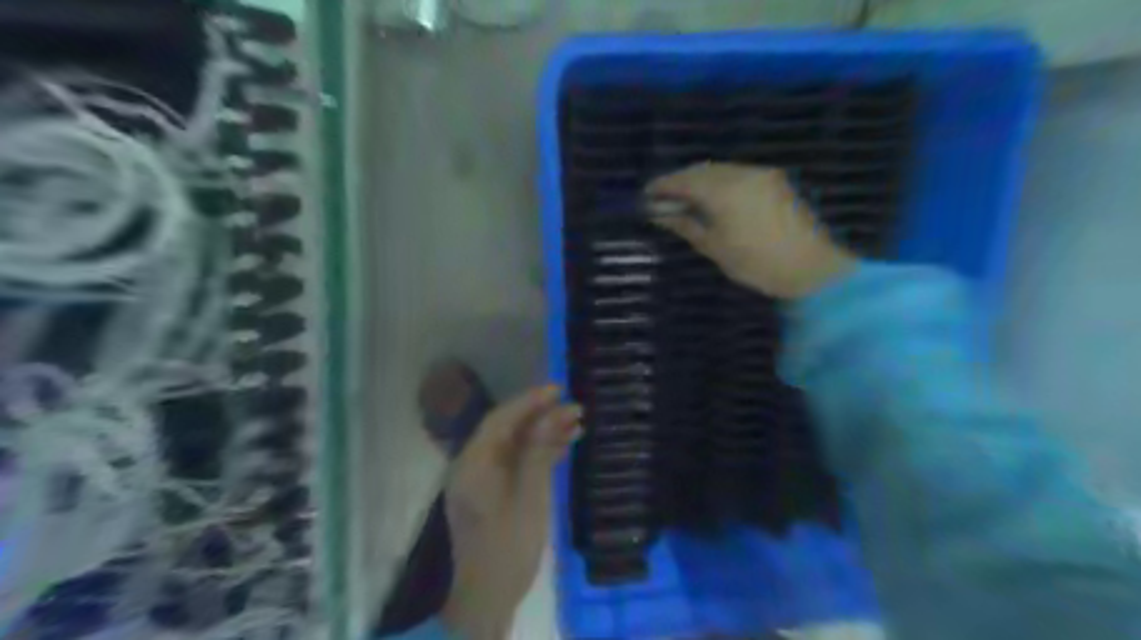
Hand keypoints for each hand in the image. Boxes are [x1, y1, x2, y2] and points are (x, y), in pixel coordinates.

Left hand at [438, 382, 579, 637]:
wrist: (488, 598)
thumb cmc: (508, 547)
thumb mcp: (529, 497)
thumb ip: (539, 452)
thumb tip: (553, 412)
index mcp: (473, 463)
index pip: (501, 419)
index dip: (529, 401)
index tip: (558, 389)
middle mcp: (473, 465)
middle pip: (507, 429)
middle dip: (540, 415)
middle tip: (575, 406)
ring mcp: (483, 479)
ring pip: (515, 445)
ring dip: (543, 433)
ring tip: (577, 422)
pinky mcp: (494, 491)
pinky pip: (516, 462)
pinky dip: (539, 452)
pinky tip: (565, 445)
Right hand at [646, 163, 849, 295]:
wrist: (811, 268)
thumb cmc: (757, 264)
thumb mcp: (715, 247)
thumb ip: (686, 225)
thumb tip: (659, 214)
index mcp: (724, 192)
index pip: (684, 180)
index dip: (662, 185)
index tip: (645, 195)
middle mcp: (741, 174)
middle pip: (701, 170)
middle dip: (679, 181)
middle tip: (661, 198)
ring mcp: (760, 174)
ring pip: (719, 170)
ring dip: (698, 180)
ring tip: (684, 199)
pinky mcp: (773, 180)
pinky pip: (736, 173)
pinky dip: (718, 181)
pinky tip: (711, 197)